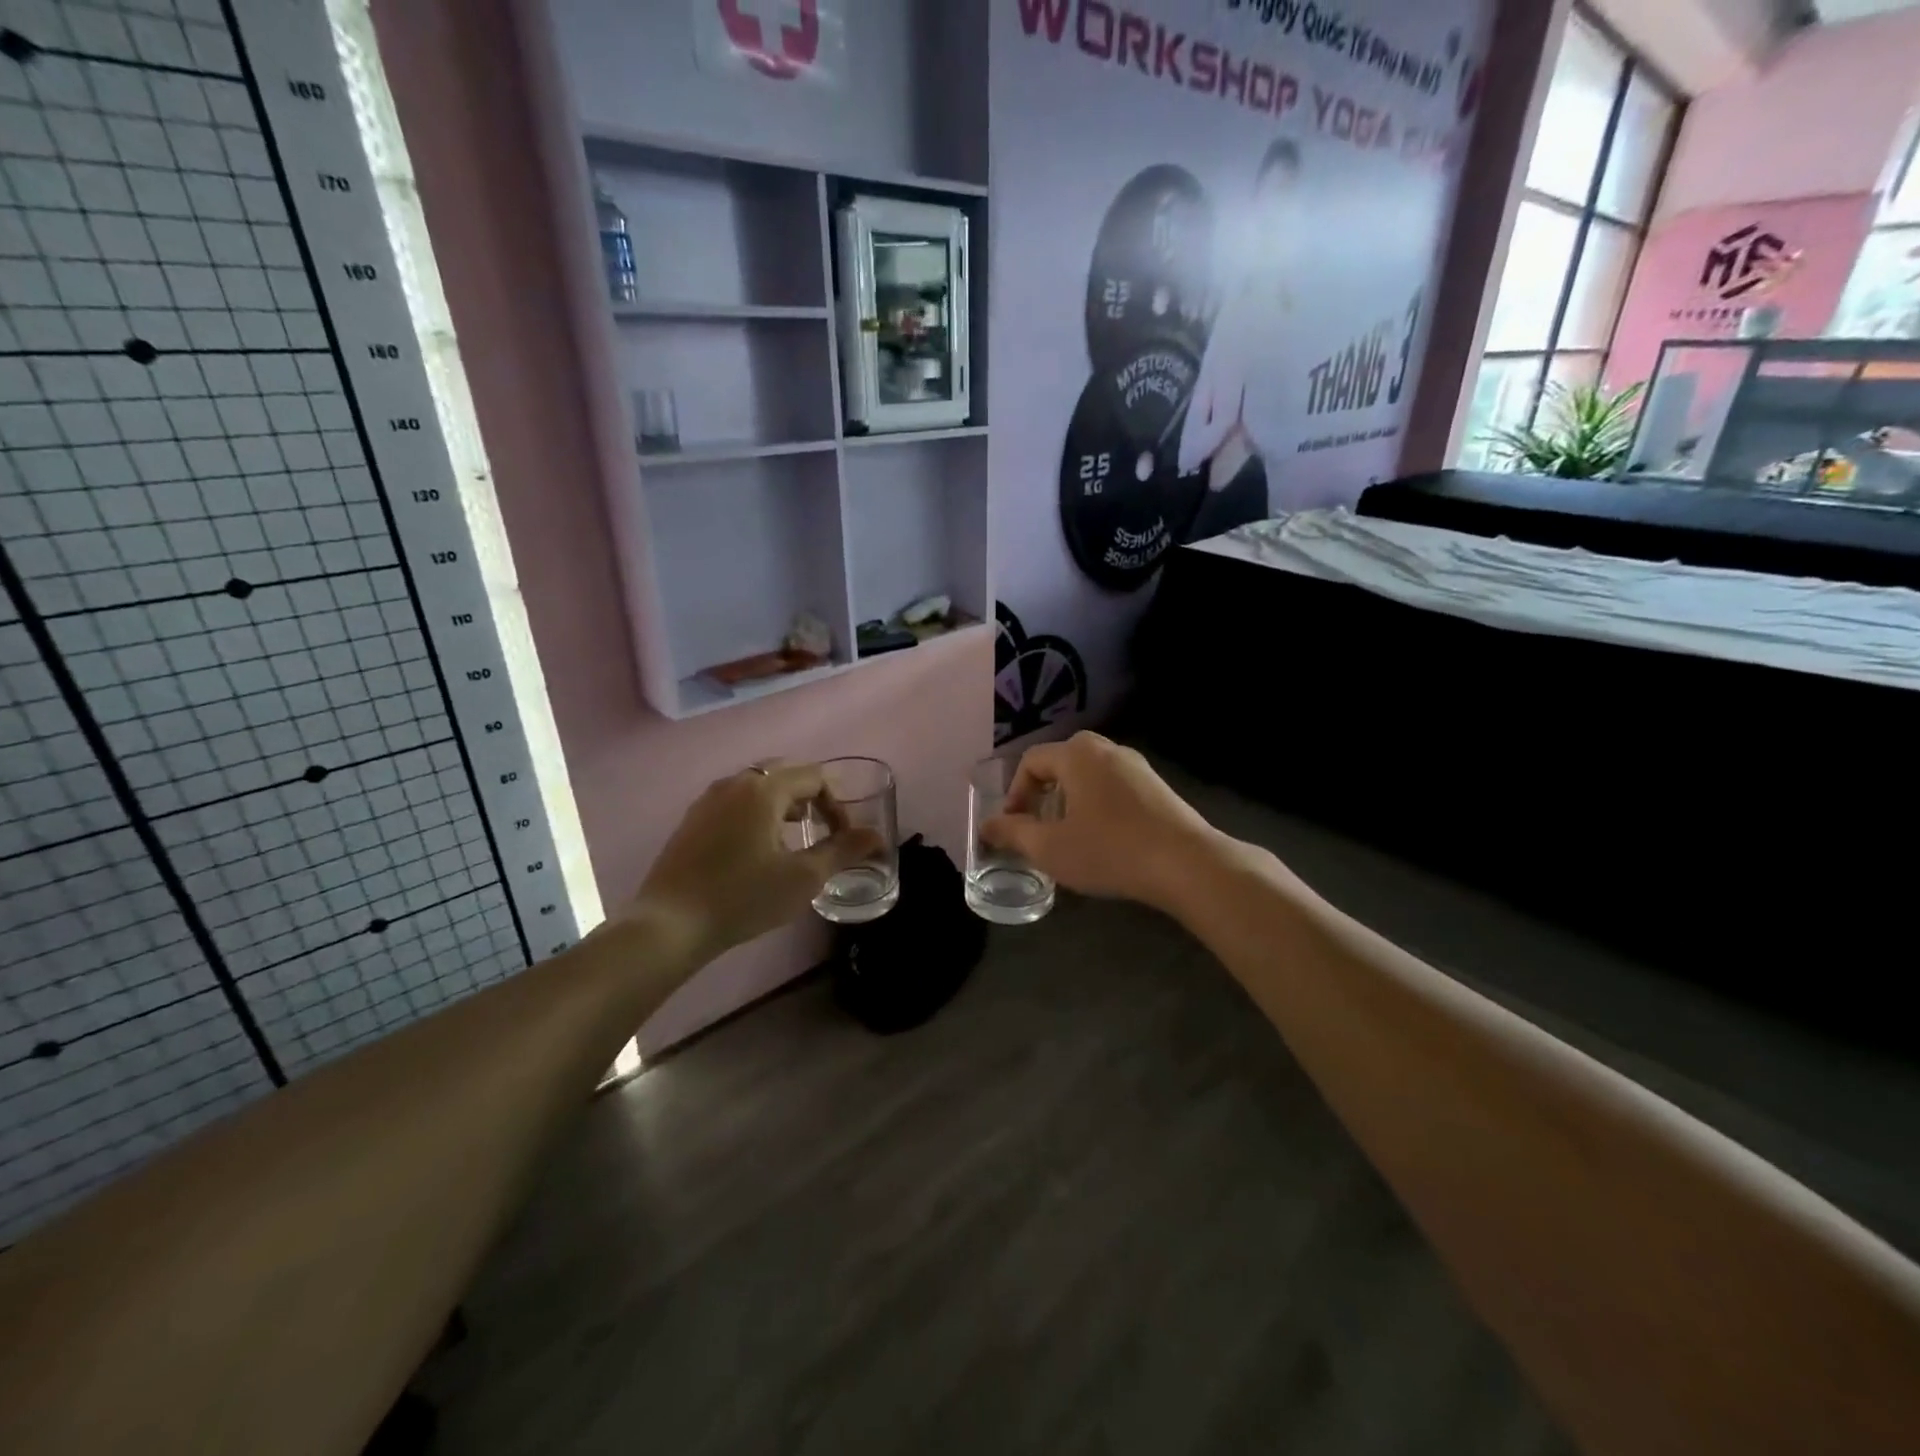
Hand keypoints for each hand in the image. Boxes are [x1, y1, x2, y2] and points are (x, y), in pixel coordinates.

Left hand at [624, 764, 882, 962]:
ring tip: (791, 838)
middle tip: (819, 829)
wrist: (670, 924)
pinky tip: (754, 849)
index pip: (814, 777)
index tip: (842, 838)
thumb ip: (842, 851)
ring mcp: (708, 799)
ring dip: (782, 803)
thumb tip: (876, 836)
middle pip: (784, 773)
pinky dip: (755, 812)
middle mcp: (735, 783)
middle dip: (810, 796)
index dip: (837, 804)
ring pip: (756, 786)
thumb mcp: (803, 878)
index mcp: (764, 789)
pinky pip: (734, 801)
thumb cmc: (744, 897)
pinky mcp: (691, 819)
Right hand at [981, 732, 1221, 911]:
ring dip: (1069, 801)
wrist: (1186, 864)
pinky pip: (1112, 786)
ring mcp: (1136, 765)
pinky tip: (1103, 839)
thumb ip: (1013, 833)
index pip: (1031, 761)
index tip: (1013, 826)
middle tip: (1037, 828)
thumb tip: (986, 826)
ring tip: (1068, 836)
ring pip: (1088, 775)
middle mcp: (1106, 749)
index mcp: (1077, 754)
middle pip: (1060, 764)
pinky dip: (1096, 805)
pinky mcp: (1157, 786)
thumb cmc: (1109, 850)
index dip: (1014, 793)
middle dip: (1042, 795)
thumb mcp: (1050, 847)